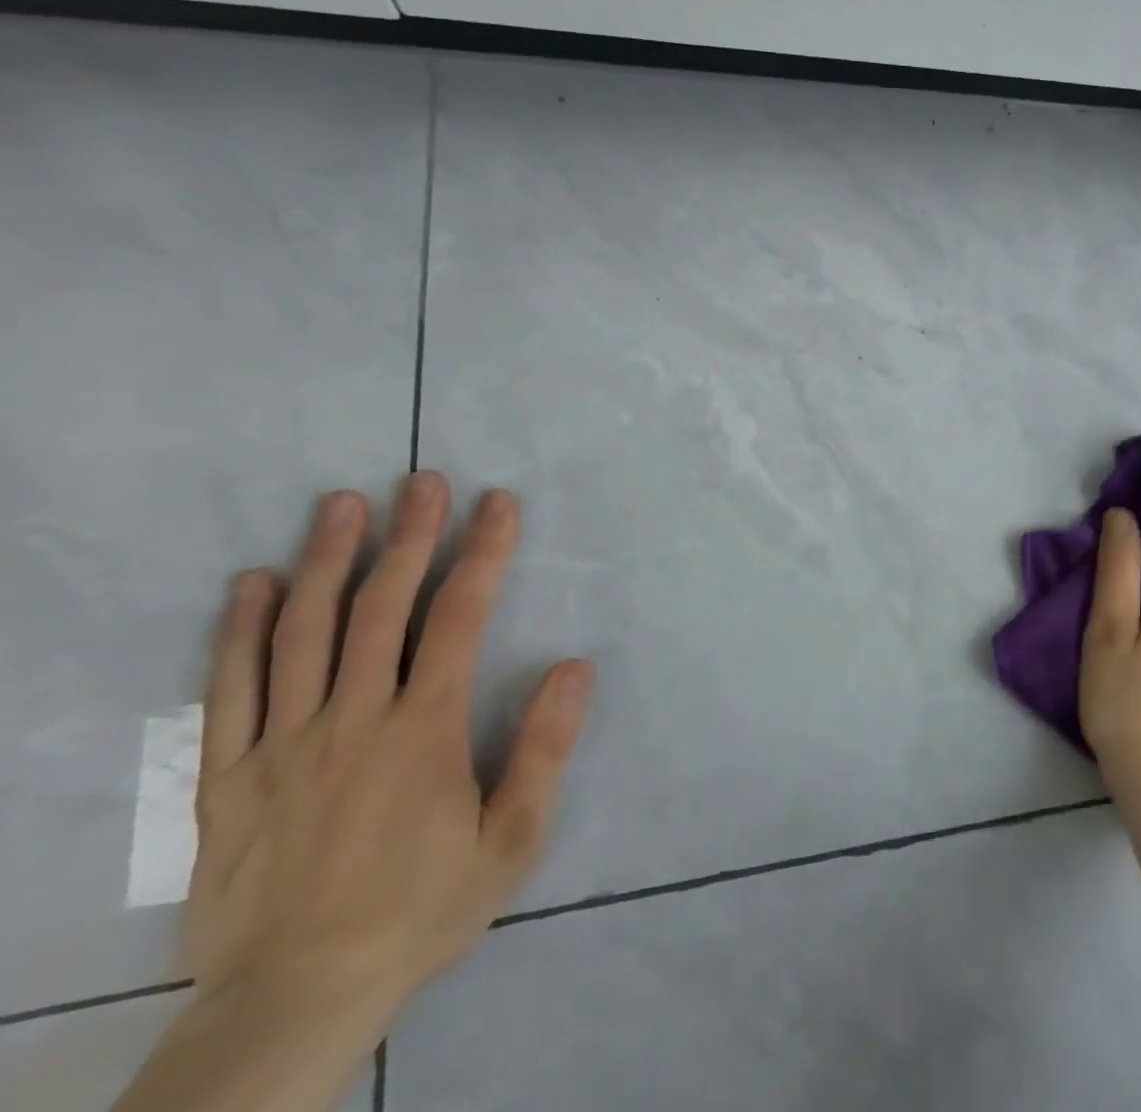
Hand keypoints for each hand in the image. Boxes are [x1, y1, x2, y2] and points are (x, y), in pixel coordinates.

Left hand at [183, 473, 594, 1027]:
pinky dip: (241, 632)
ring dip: (327, 561)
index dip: (483, 553)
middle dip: (409, 536)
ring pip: (302, 634)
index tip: (498, 504)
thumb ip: (543, 750)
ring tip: (343, 505)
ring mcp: (280, 745)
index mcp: (422, 731)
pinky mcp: (224, 778)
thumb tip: (576, 666)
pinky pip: (229, 691)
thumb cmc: (422, 909)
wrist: (293, 1000)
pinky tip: (254, 584)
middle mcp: (350, 720)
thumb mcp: (511, 841)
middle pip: (380, 609)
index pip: (458, 618)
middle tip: (423, 481)